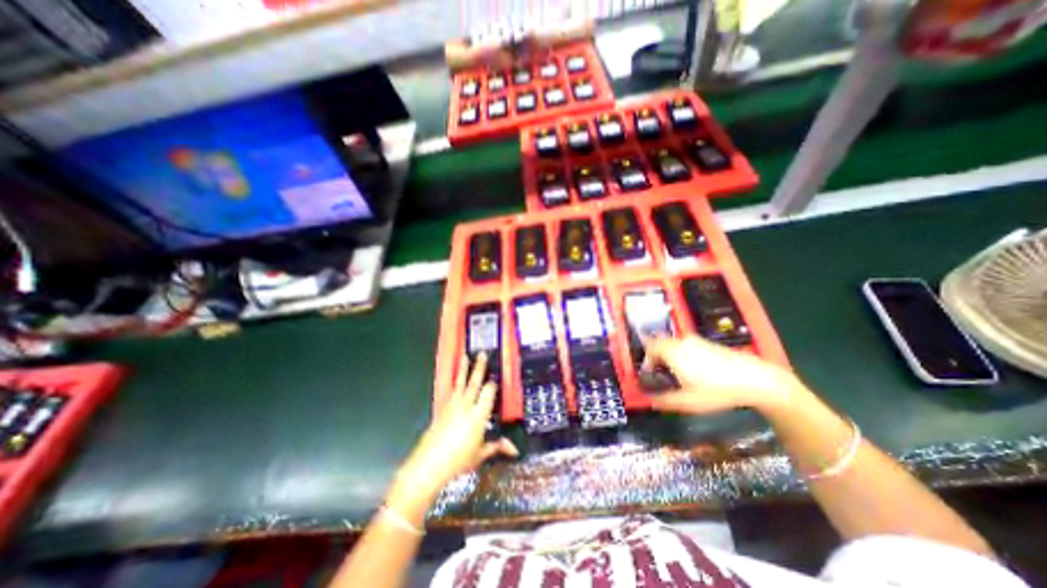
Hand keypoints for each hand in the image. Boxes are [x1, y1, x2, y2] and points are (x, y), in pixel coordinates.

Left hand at [397, 351, 517, 498]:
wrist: (429, 464)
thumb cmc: (458, 461)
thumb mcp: (480, 455)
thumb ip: (497, 447)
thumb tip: (514, 449)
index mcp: (478, 415)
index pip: (488, 393)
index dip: (492, 384)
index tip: (496, 376)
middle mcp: (466, 406)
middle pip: (475, 382)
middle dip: (479, 367)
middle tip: (482, 354)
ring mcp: (452, 405)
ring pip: (461, 383)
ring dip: (464, 369)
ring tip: (466, 356)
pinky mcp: (442, 408)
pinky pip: (451, 391)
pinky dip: (455, 382)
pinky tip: (456, 378)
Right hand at [638, 338, 802, 414]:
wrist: (755, 379)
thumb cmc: (716, 390)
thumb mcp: (688, 402)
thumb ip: (665, 400)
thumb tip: (651, 400)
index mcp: (673, 352)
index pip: (650, 347)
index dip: (646, 360)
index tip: (649, 374)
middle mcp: (682, 342)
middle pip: (661, 343)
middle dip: (656, 356)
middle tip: (660, 373)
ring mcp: (696, 340)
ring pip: (674, 344)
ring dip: (669, 355)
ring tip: (676, 373)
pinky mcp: (708, 343)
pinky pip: (686, 345)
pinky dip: (682, 354)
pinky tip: (694, 370)